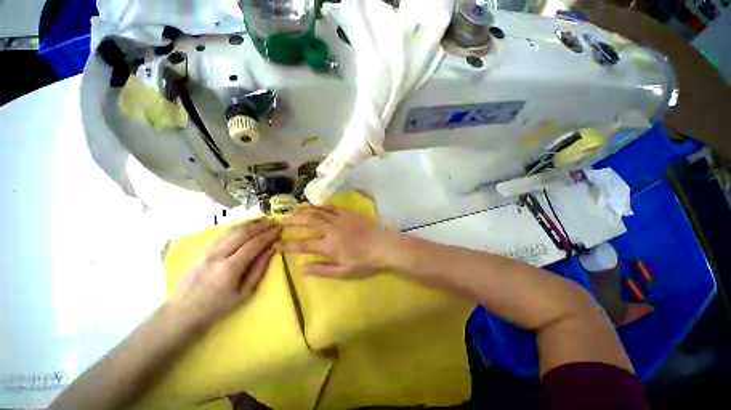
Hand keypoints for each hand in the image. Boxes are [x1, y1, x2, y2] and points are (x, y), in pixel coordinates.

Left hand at [169, 219, 280, 328]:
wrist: (183, 312)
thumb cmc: (217, 307)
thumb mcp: (244, 293)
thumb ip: (259, 269)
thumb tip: (271, 250)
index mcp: (229, 268)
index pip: (254, 244)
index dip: (269, 234)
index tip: (280, 229)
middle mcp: (217, 255)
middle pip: (243, 233)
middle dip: (262, 225)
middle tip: (275, 221)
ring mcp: (207, 251)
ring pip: (232, 230)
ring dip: (250, 223)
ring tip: (264, 219)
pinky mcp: (202, 250)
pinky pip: (223, 234)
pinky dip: (238, 227)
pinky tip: (247, 225)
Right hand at [276, 205, 396, 277]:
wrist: (383, 246)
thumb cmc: (364, 261)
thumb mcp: (343, 272)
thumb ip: (322, 269)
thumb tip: (302, 268)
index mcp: (329, 246)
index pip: (303, 244)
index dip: (287, 244)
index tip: (275, 243)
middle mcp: (331, 229)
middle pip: (307, 221)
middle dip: (292, 220)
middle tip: (280, 220)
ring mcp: (340, 218)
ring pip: (318, 211)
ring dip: (304, 210)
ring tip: (294, 210)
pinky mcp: (348, 212)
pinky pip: (331, 207)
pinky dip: (321, 206)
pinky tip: (315, 206)